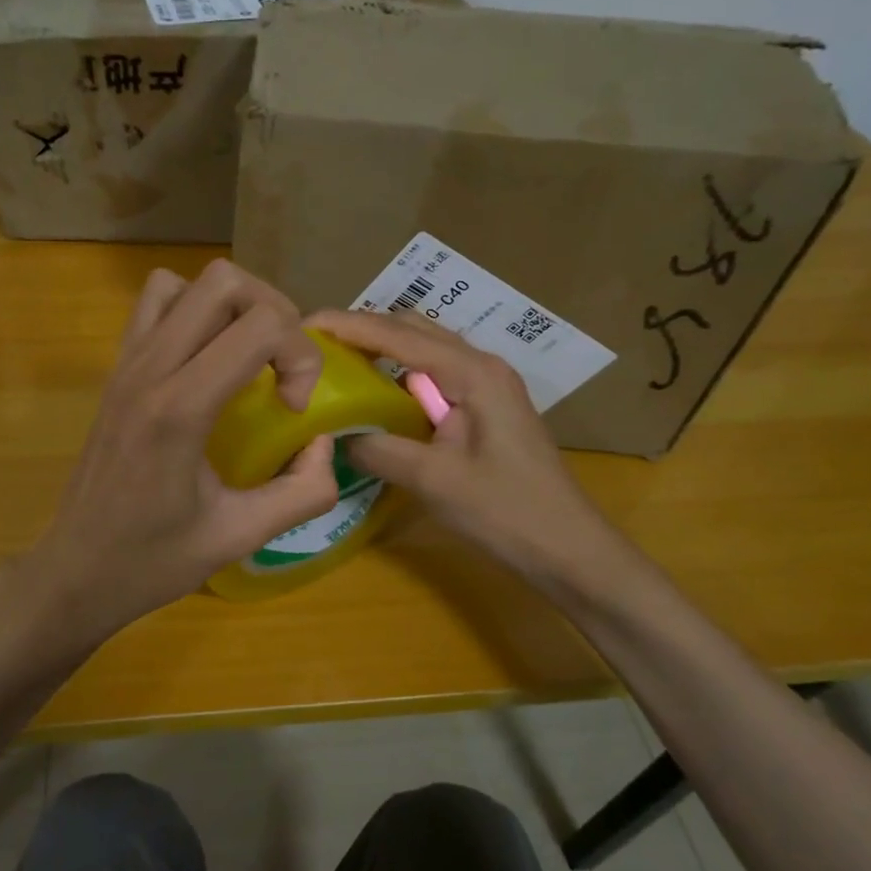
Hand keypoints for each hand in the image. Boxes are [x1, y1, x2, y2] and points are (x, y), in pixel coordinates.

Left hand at [25, 261, 339, 641]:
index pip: (260, 325)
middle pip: (224, 281)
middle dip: (274, 314)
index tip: (294, 410)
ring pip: (185, 282)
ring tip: (247, 357)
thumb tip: (324, 444)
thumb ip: (302, 491)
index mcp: (179, 408)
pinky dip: (191, 312)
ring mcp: (125, 365)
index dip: (299, 356)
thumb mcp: (240, 537)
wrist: (76, 571)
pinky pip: (154, 306)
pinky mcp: (115, 371)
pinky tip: (206, 363)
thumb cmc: (153, 561)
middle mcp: (148, 370)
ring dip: (231, 307)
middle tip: (282, 370)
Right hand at [306, 307, 615, 584]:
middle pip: (412, 330)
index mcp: (472, 372)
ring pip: (424, 351)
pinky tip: (375, 396)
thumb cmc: (504, 511)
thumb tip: (335, 434)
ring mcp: (487, 386)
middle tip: (316, 346)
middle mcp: (481, 365)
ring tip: (337, 364)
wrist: (565, 546)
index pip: (398, 335)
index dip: (348, 326)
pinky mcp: (486, 408)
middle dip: (363, 330)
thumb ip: (378, 449)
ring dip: (381, 351)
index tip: (305, 324)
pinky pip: (434, 377)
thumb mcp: (432, 480)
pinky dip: (399, 376)